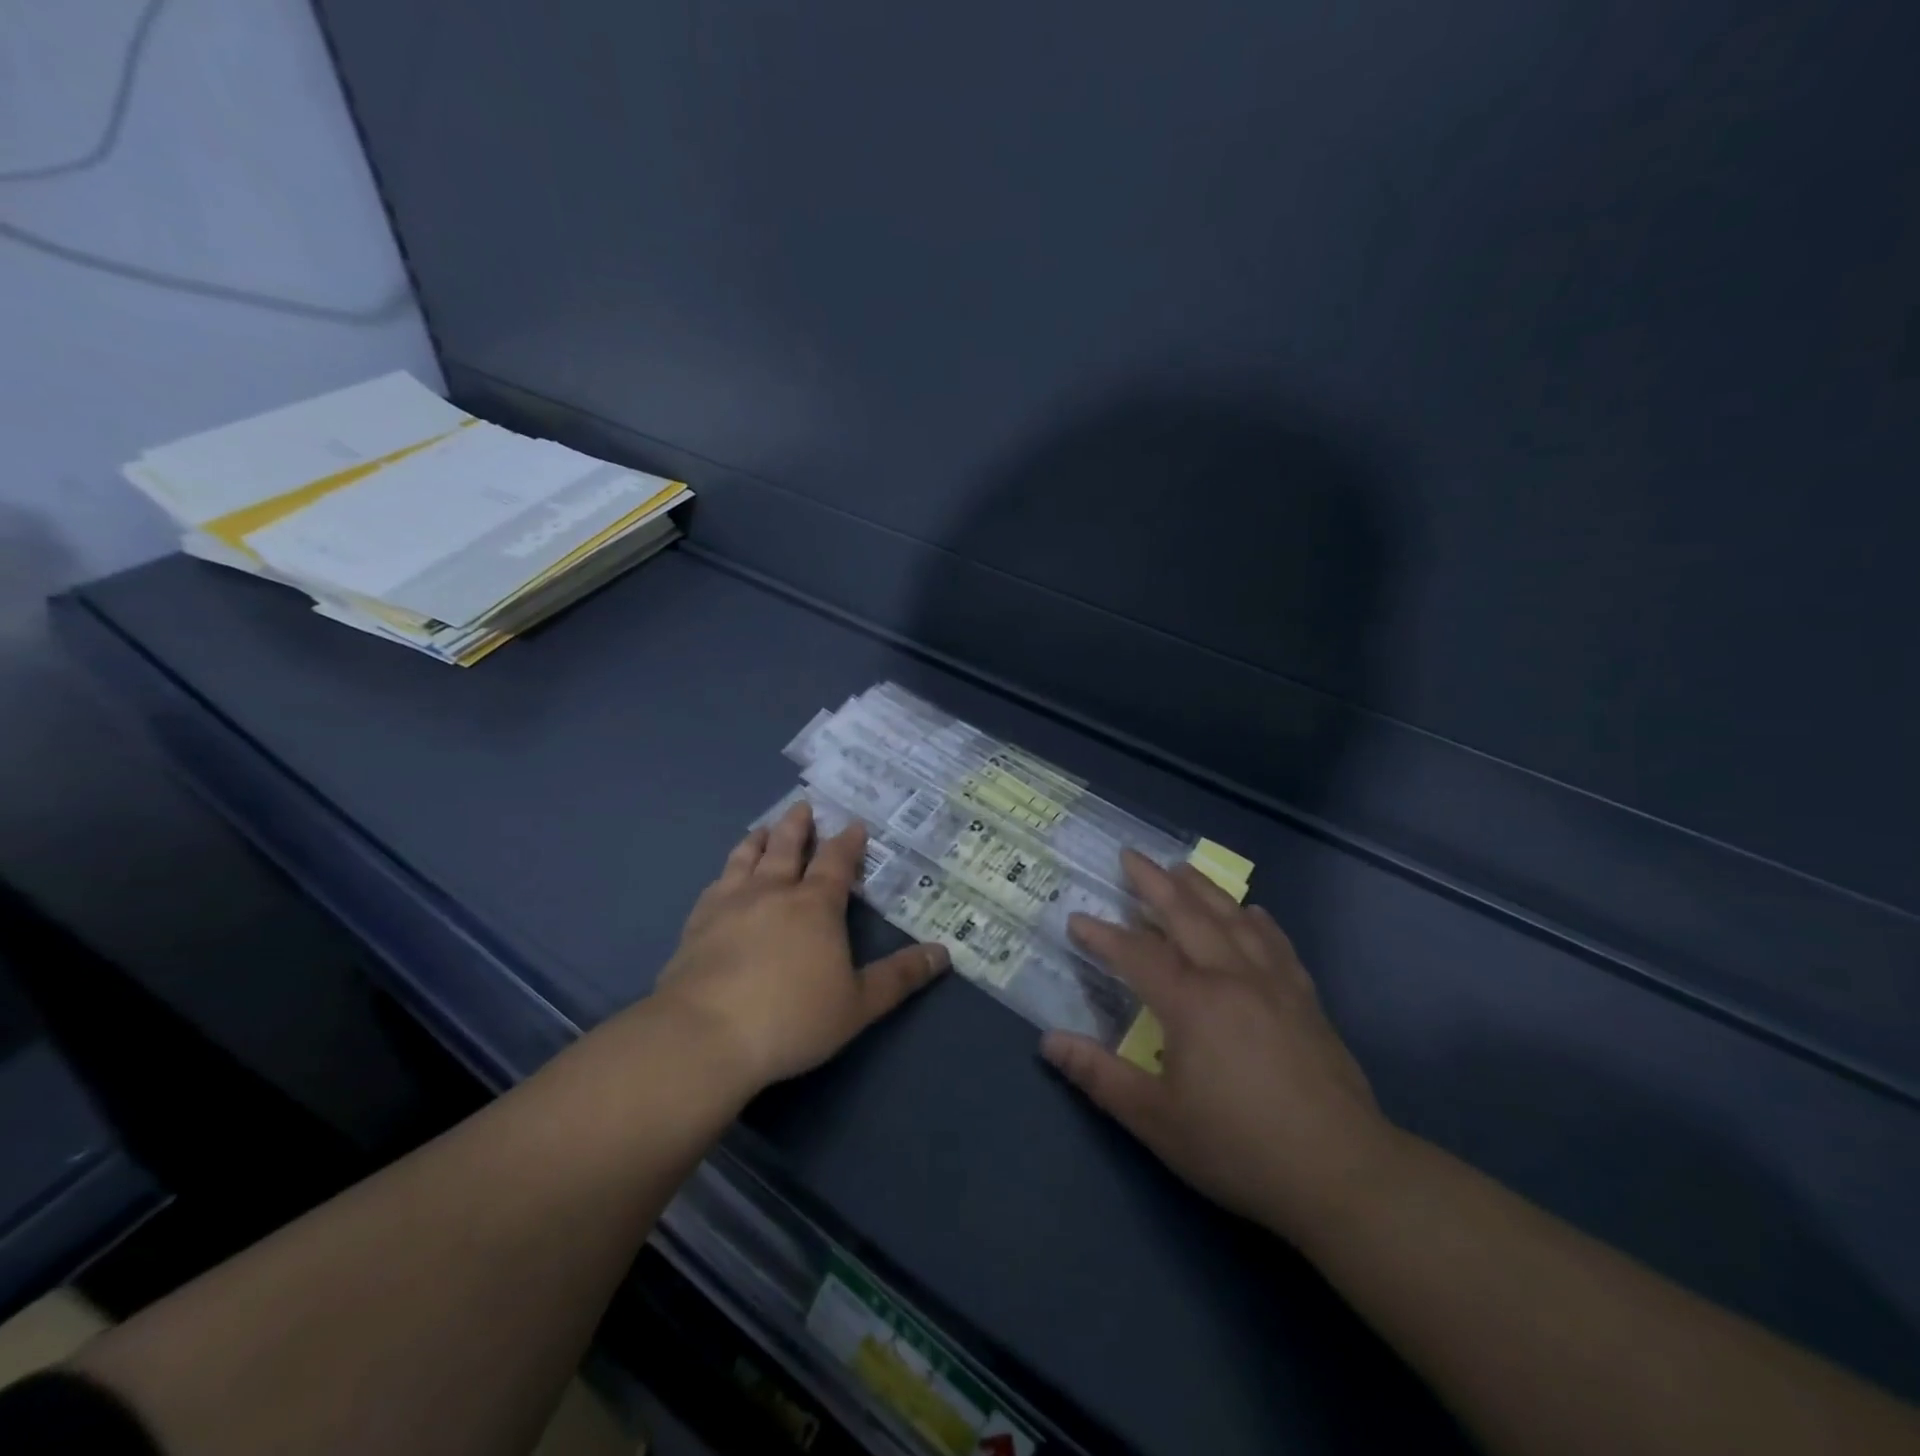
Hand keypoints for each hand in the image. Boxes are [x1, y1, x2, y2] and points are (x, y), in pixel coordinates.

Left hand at [652, 800, 948, 1092]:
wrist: (705, 1035)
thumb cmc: (792, 1018)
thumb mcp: (858, 1004)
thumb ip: (899, 977)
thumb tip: (943, 953)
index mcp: (815, 905)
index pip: (836, 862)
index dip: (847, 842)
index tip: (854, 825)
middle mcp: (772, 892)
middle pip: (787, 847)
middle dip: (798, 826)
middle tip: (803, 807)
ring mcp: (730, 904)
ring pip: (746, 858)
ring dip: (758, 839)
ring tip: (762, 828)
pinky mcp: (697, 923)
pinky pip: (715, 884)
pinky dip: (725, 872)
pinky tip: (723, 878)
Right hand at [1043, 850, 1395, 1236]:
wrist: (1342, 1173)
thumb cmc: (1239, 1147)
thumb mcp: (1157, 1120)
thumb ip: (1100, 1076)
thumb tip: (1049, 1042)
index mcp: (1191, 1002)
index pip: (1136, 954)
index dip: (1102, 935)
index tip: (1076, 920)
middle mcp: (1231, 976)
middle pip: (1186, 914)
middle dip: (1153, 883)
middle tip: (1130, 856)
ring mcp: (1273, 982)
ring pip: (1232, 918)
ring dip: (1202, 888)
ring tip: (1181, 868)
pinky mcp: (1305, 999)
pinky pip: (1276, 943)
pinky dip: (1257, 921)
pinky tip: (1253, 912)